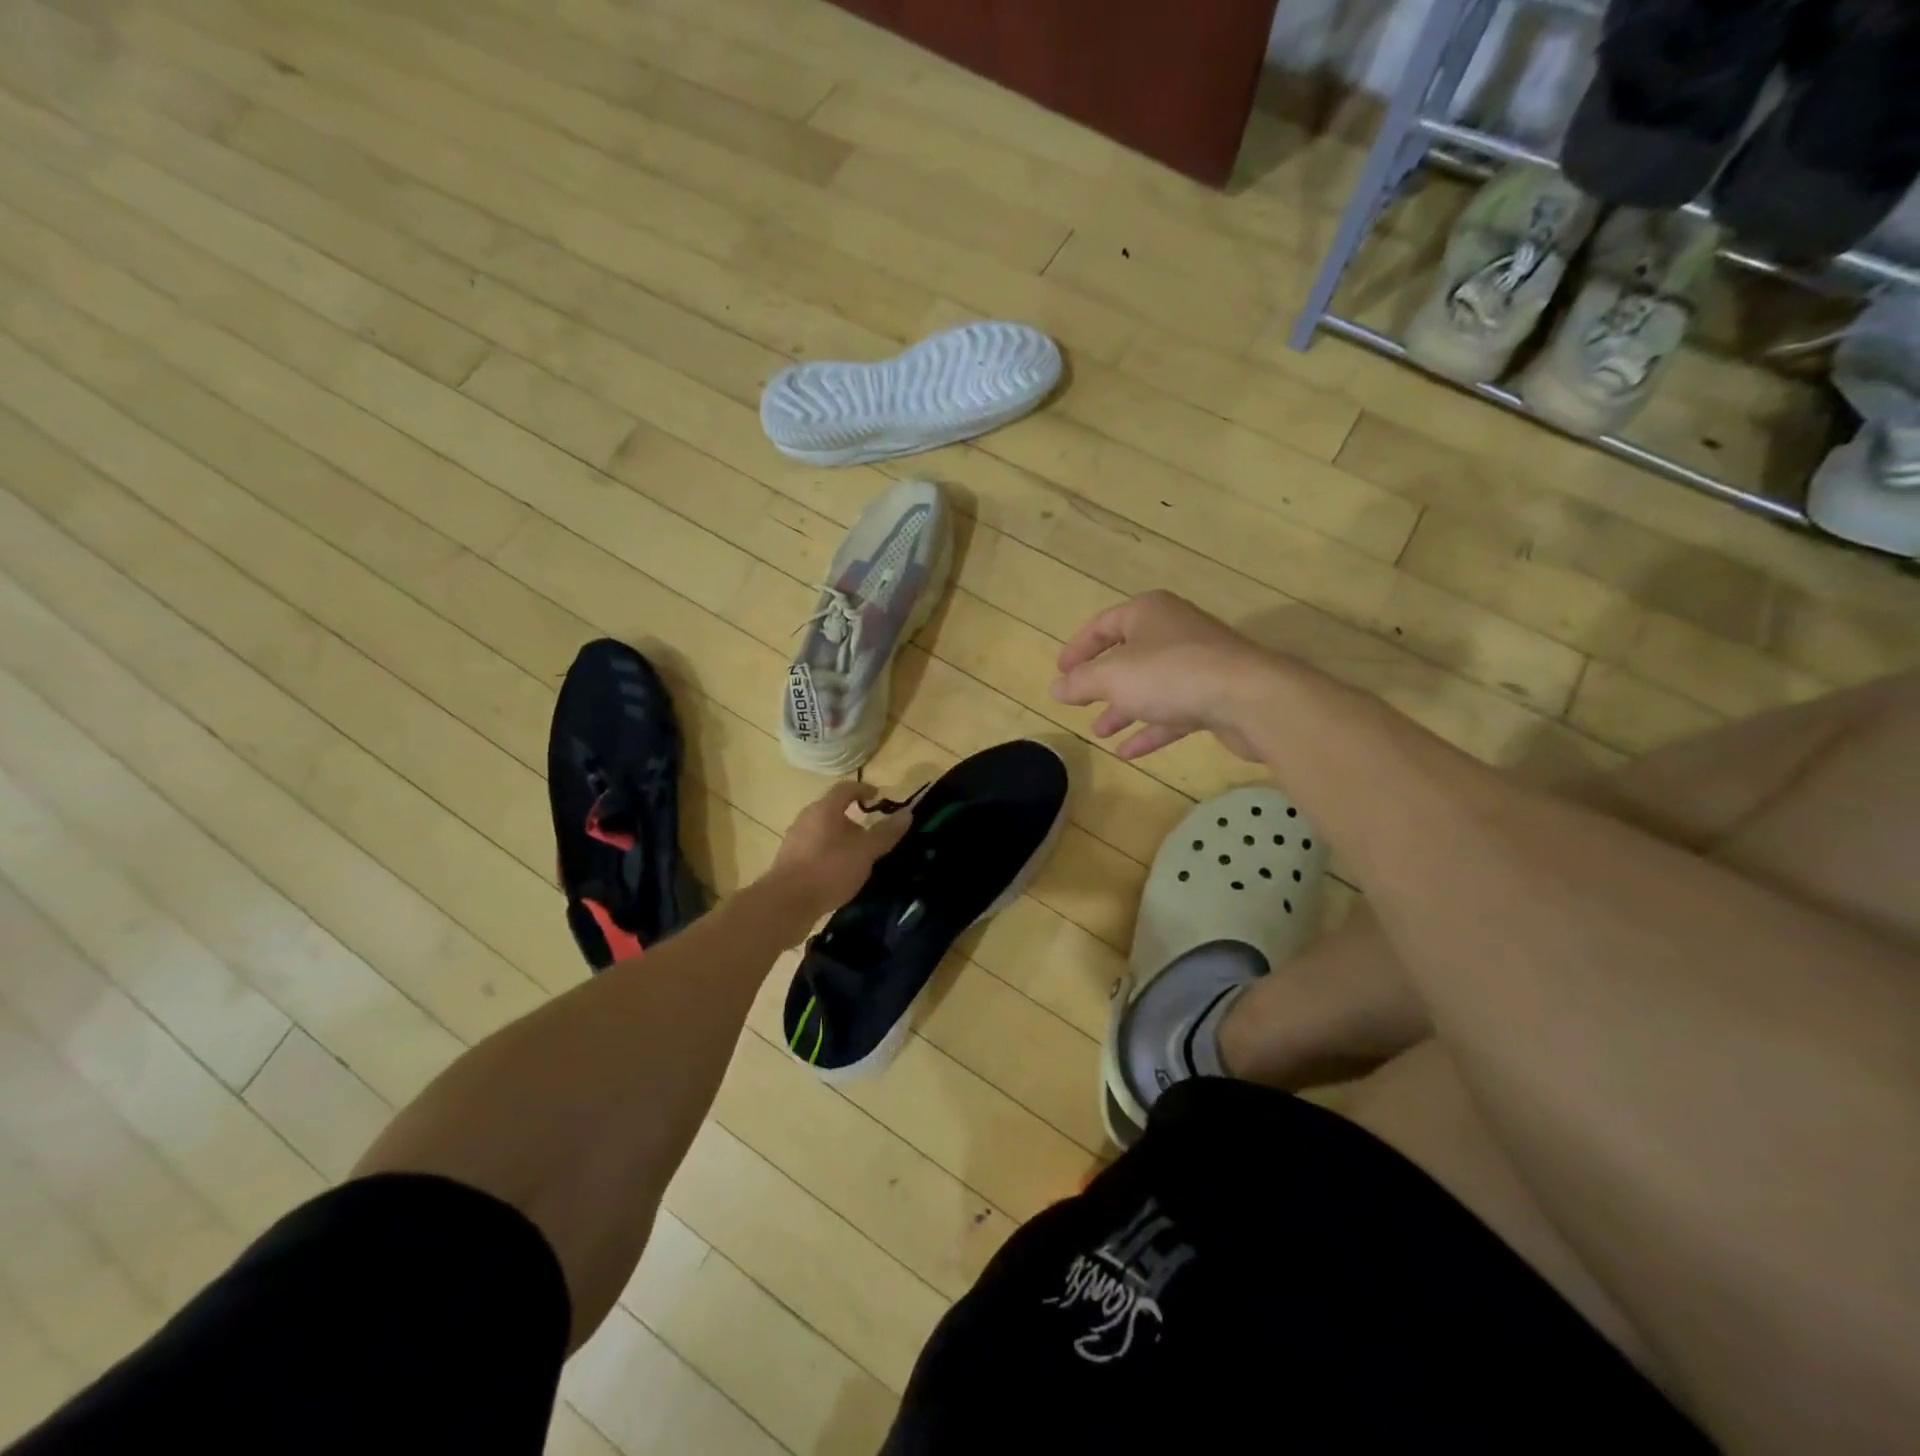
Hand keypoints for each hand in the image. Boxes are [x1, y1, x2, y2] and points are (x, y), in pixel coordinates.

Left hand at [765, 780, 914, 922]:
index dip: (864, 789)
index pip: (846, 788)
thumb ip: (886, 832)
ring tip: (858, 855)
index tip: (879, 797)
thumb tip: (907, 813)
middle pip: (832, 810)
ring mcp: (794, 839)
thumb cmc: (829, 869)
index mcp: (824, 809)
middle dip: (854, 818)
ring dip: (841, 838)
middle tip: (872, 833)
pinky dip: (829, 853)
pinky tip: (839, 872)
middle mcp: (806, 818)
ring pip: (823, 831)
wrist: (786, 903)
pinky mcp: (788, 861)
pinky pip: (814, 849)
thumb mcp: (865, 851)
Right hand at [1051, 591, 1266, 760]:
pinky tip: (1129, 753)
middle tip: (1079, 704)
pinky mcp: (1215, 694)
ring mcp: (1197, 663)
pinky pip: (1173, 711)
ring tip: (1099, 732)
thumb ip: (1080, 682)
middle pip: (1128, 655)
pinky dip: (1150, 729)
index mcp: (1148, 612)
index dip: (1078, 649)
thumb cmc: (1170, 674)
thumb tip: (1056, 688)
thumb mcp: (1112, 676)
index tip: (1060, 673)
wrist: (1249, 697)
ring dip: (1123, 709)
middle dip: (1101, 683)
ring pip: (1150, 686)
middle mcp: (1173, 631)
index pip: (1103, 625)